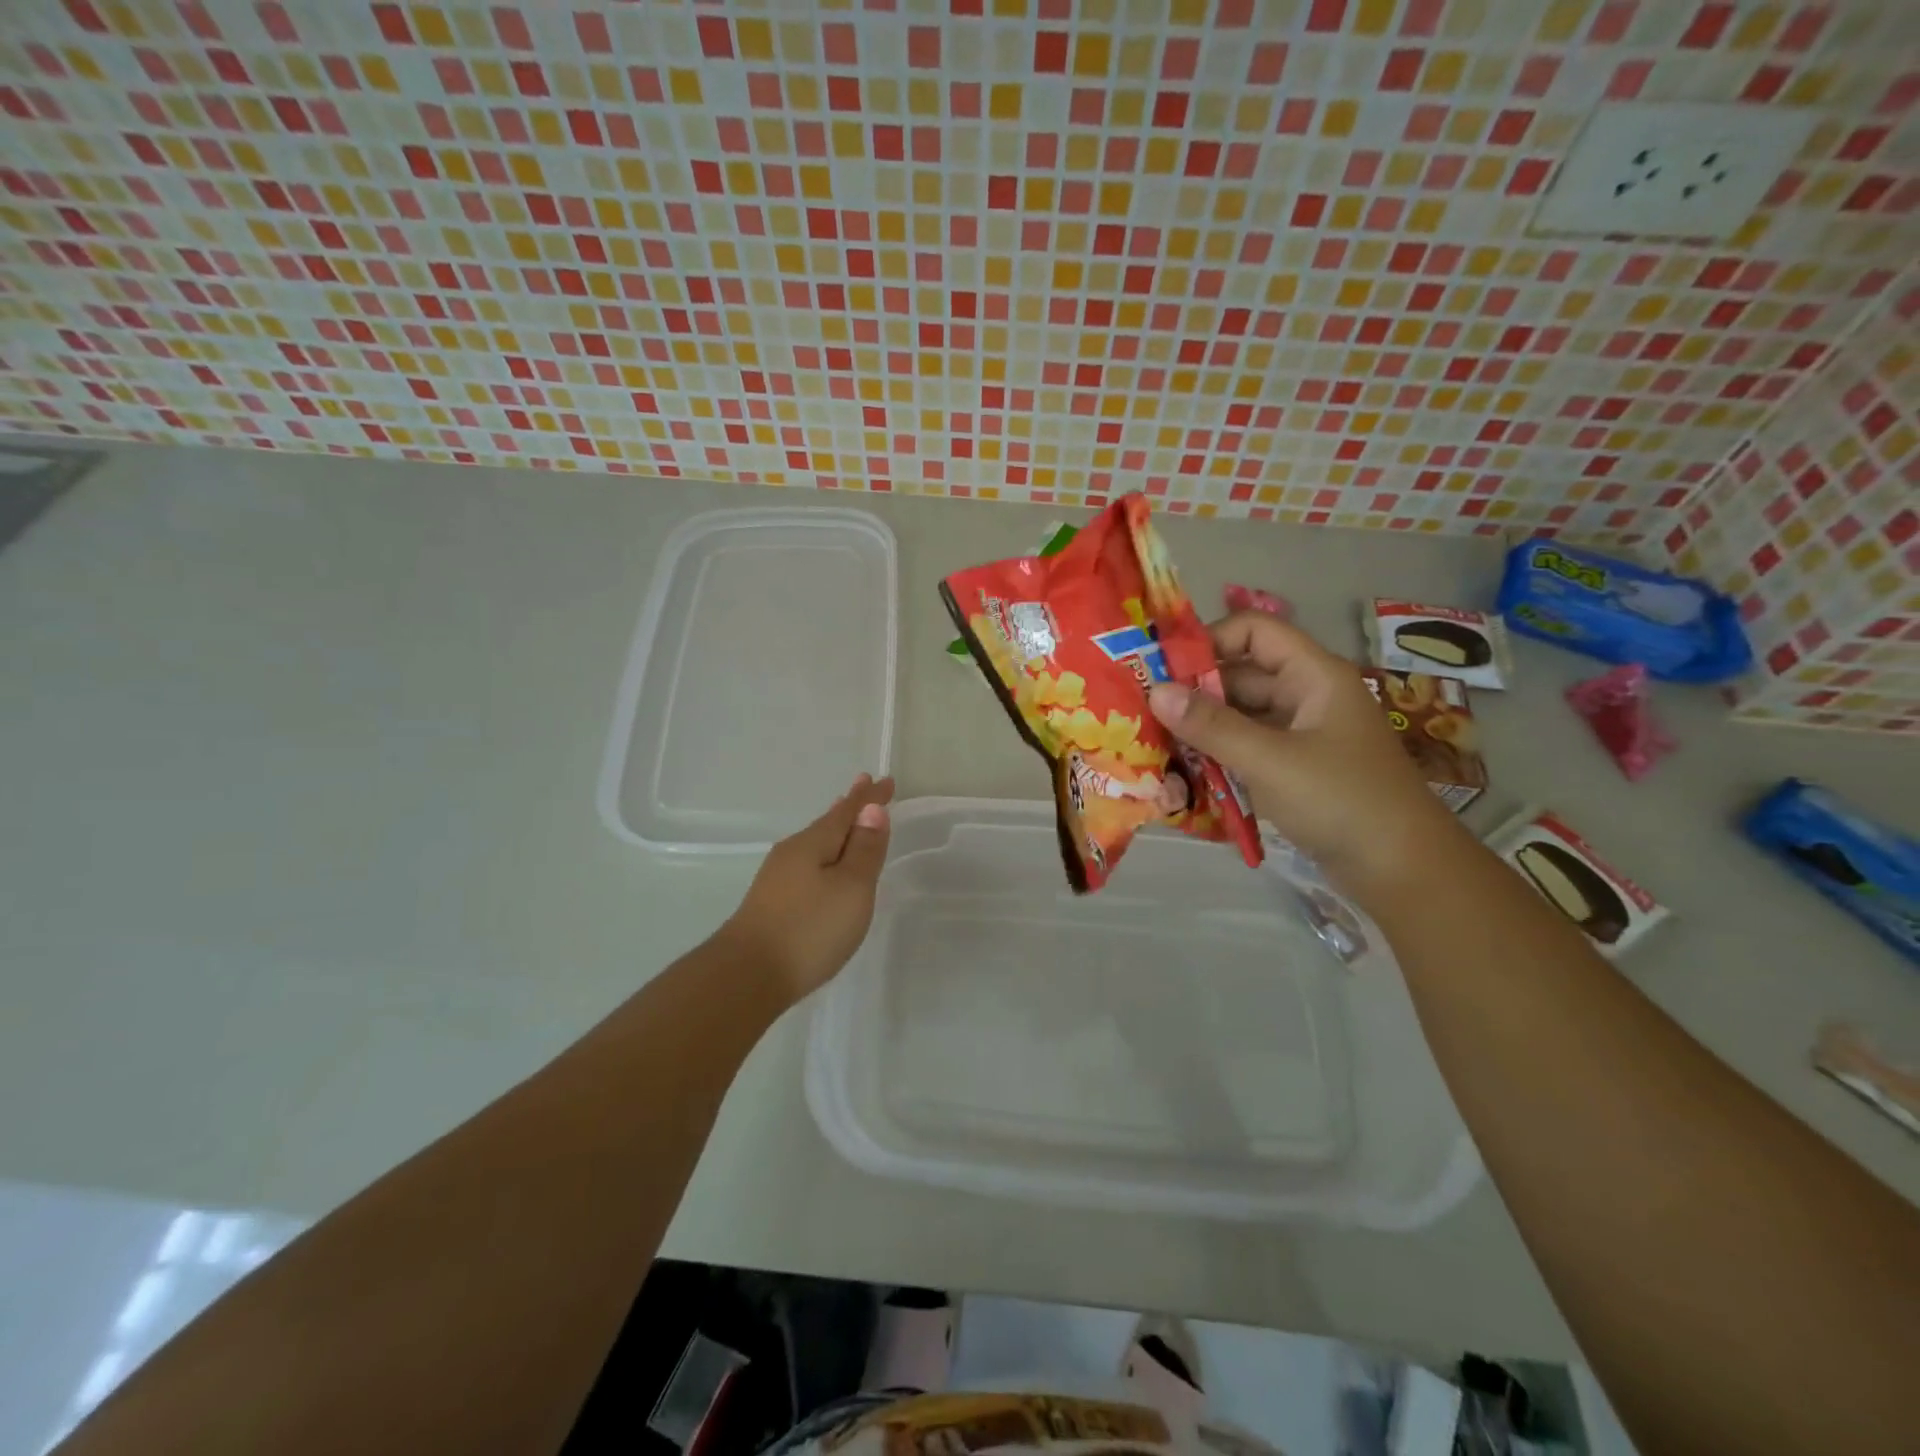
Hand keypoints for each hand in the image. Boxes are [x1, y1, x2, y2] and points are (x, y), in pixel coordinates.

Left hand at [720, 774, 894, 1001]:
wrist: (747, 976)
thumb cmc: (809, 928)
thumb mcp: (851, 888)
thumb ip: (864, 849)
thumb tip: (871, 808)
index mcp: (813, 843)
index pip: (848, 811)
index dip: (869, 797)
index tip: (886, 780)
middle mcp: (792, 853)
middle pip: (827, 823)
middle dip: (849, 807)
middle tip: (864, 786)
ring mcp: (778, 878)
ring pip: (815, 844)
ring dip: (835, 830)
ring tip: (846, 818)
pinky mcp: (772, 902)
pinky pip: (806, 864)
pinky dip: (824, 854)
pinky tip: (823, 865)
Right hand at [1147, 613, 1462, 894]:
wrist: (1403, 870)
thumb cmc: (1341, 800)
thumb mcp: (1270, 760)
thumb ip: (1211, 725)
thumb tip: (1155, 692)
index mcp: (1313, 676)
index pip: (1254, 631)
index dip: (1209, 640)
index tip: (1163, 669)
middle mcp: (1307, 696)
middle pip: (1241, 674)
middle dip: (1194, 690)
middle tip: (1144, 710)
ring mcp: (1302, 734)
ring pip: (1241, 715)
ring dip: (1202, 726)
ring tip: (1155, 741)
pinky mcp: (1295, 768)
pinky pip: (1248, 747)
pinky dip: (1218, 754)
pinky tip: (1185, 770)